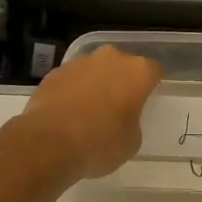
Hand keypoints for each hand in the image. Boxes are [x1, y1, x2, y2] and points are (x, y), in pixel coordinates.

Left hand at [18, 46, 162, 179]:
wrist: (48, 143)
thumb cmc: (99, 143)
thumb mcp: (131, 142)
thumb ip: (132, 121)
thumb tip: (122, 117)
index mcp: (137, 72)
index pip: (153, 71)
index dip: (150, 87)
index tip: (145, 103)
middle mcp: (111, 58)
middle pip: (122, 65)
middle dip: (122, 81)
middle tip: (118, 107)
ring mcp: (80, 62)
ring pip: (95, 69)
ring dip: (96, 84)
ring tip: (89, 111)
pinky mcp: (55, 72)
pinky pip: (72, 79)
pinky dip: (72, 90)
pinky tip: (67, 113)